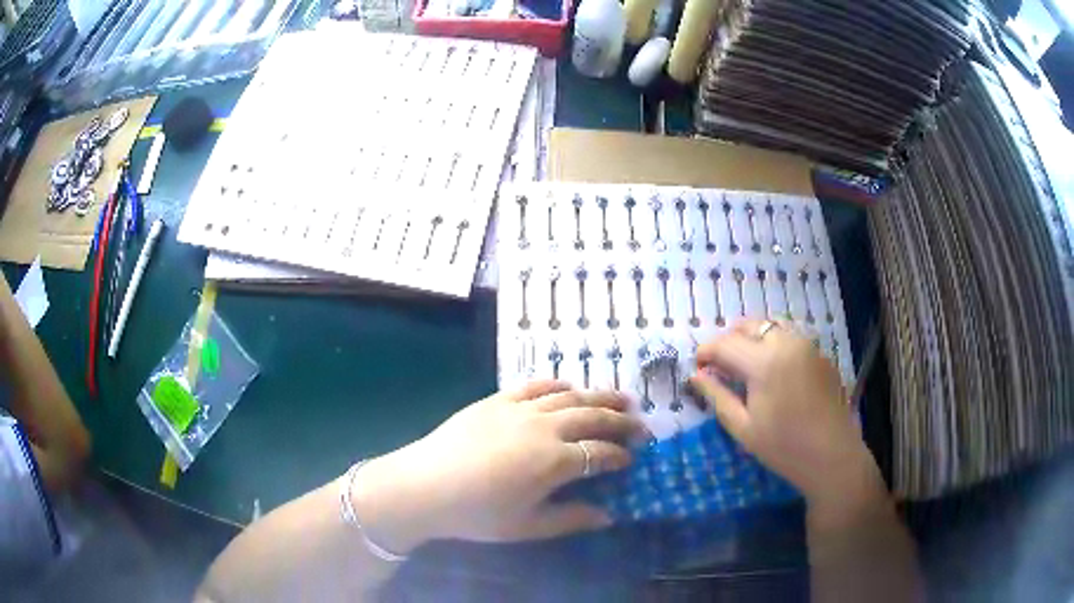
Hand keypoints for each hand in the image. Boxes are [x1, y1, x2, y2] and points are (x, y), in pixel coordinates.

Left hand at [350, 381, 646, 552]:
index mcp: (554, 461)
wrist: (424, 486)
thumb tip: (608, 515)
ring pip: (570, 397)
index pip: (600, 453)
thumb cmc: (477, 514)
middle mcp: (544, 428)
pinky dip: (558, 385)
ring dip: (599, 396)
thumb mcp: (527, 526)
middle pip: (593, 417)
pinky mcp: (497, 400)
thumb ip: (571, 519)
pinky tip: (569, 388)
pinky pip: (535, 386)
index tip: (633, 459)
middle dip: (621, 420)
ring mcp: (520, 409)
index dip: (620, 455)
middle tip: (641, 424)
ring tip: (622, 397)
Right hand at [689, 320, 880, 506]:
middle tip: (721, 367)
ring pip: (772, 328)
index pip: (725, 344)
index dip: (706, 352)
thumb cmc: (784, 447)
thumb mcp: (743, 427)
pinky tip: (775, 373)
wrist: (832, 456)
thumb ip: (717, 396)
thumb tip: (696, 376)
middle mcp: (786, 342)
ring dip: (753, 339)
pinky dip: (775, 346)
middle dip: (729, 341)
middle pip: (749, 326)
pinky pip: (792, 339)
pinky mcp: (821, 354)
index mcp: (764, 361)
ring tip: (746, 366)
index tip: (697, 367)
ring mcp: (807, 345)